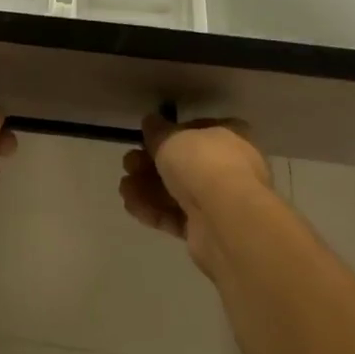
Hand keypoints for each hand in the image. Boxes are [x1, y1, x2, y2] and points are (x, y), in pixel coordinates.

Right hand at [120, 113, 271, 271]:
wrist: (225, 220)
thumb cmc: (203, 164)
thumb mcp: (171, 137)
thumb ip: (157, 130)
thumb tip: (151, 122)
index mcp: (231, 137)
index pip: (199, 130)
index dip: (171, 133)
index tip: (148, 137)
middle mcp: (230, 168)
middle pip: (184, 163)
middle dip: (151, 163)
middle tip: (128, 163)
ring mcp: (220, 202)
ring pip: (177, 191)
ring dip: (147, 188)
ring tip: (124, 187)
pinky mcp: (208, 231)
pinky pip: (176, 216)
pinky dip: (153, 210)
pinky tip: (131, 205)